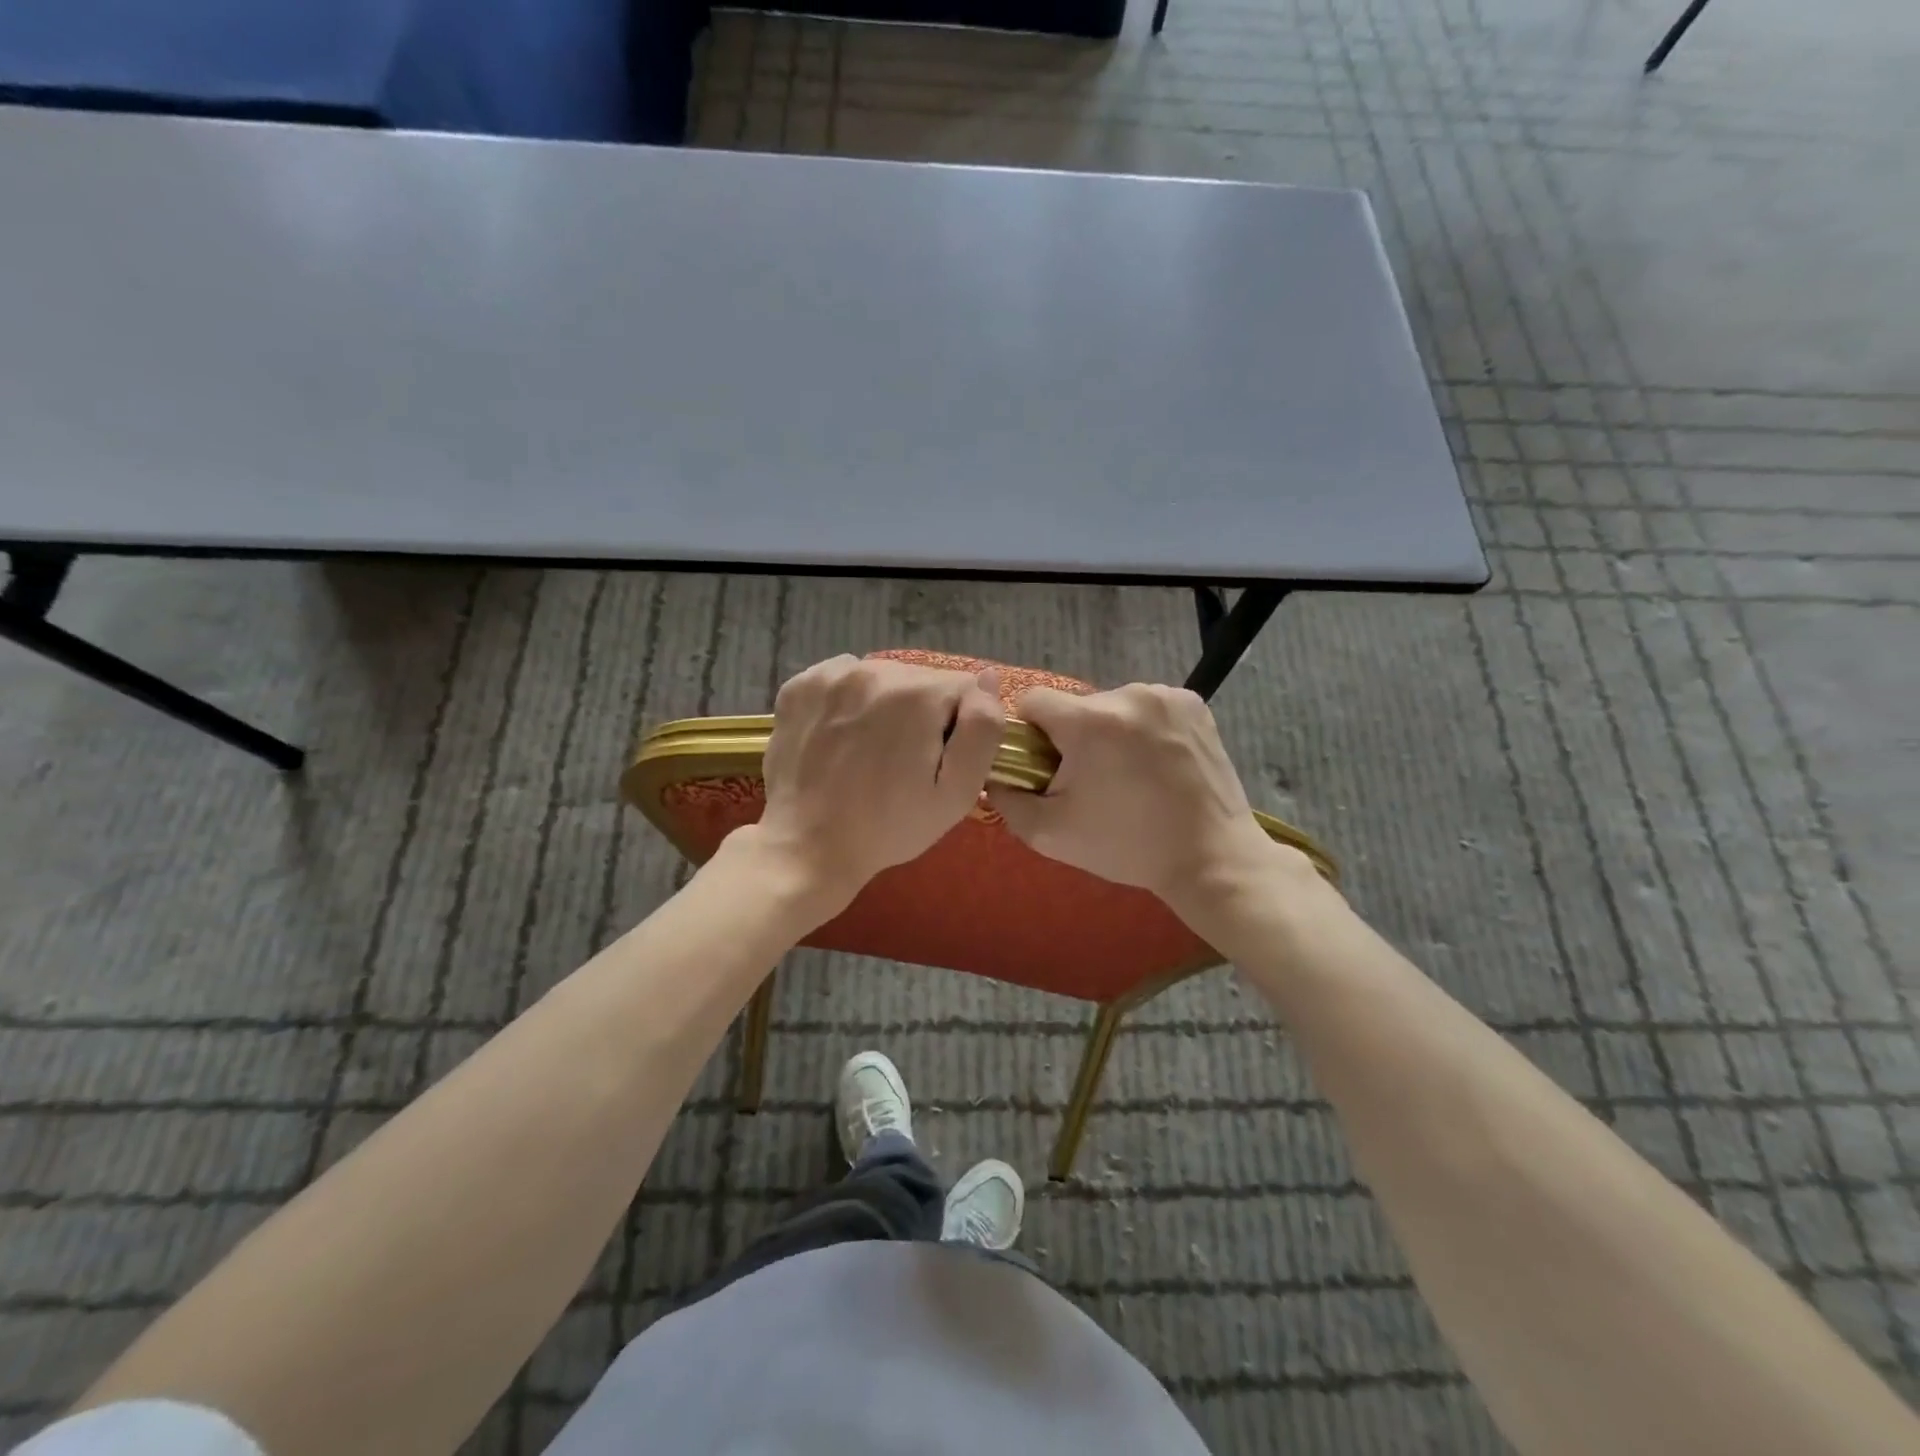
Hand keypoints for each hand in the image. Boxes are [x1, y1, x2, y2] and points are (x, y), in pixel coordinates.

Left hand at [754, 654, 1004, 916]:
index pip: (964, 688)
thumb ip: (983, 729)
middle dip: (922, 713)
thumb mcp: (957, 793)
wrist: (809, 847)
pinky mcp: (798, 686)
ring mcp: (829, 676)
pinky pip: (842, 678)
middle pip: (921, 680)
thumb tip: (989, 677)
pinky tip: (842, 736)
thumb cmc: (890, 827)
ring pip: (882, 677)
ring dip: (885, 704)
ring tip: (870, 750)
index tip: (938, 760)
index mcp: (917, 694)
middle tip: (904, 761)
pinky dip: (848, 700)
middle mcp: (873, 670)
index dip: (960, 726)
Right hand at [985, 683, 1310, 924]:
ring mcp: (1165, 696)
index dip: (1029, 733)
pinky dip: (1142, 729)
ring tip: (1128, 775)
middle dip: (1073, 737)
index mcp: (1090, 722)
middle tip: (1090, 781)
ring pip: (1112, 706)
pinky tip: (1155, 763)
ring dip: (1109, 732)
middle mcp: (1128, 695)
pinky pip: (1147, 707)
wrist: (1211, 858)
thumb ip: (1007, 800)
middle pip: (1076, 706)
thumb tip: (994, 775)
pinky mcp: (1193, 703)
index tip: (1044, 766)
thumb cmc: (1127, 847)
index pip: (1033, 700)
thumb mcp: (1050, 834)